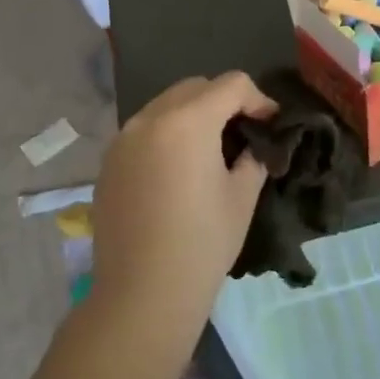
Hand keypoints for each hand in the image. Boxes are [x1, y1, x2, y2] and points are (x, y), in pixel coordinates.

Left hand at [90, 73, 276, 322]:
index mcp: (188, 121)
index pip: (231, 84)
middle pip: (195, 87)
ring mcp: (123, 139)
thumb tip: (255, 146)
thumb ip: (253, 157)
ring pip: (166, 106)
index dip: (258, 99)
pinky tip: (177, 169)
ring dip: (193, 115)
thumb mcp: (242, 196)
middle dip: (224, 101)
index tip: (270, 124)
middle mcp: (150, 118)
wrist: (142, 293)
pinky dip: (167, 135)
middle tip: (243, 132)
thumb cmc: (202, 243)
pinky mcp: (109, 162)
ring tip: (210, 149)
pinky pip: (144, 131)